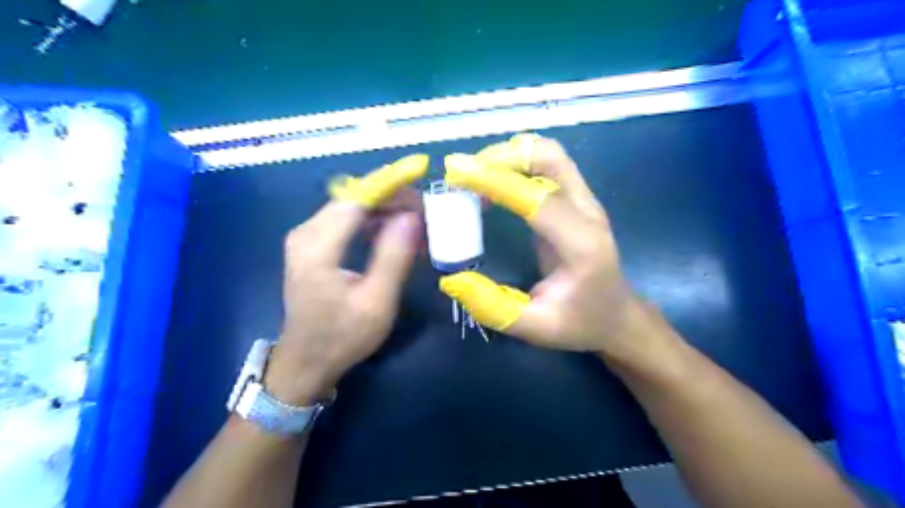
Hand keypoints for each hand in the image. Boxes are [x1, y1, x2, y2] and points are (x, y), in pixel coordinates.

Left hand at [266, 155, 427, 404]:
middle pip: (353, 198)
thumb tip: (412, 217)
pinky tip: (393, 232)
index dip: (389, 183)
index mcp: (317, 246)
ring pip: (351, 207)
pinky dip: (372, 220)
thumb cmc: (342, 337)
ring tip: (416, 221)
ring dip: (384, 208)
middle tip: (426, 211)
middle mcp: (306, 233)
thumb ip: (393, 257)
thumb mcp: (376, 302)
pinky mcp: (312, 245)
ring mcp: (306, 238)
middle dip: (392, 197)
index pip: (356, 199)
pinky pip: (346, 220)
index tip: (420, 173)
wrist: (306, 362)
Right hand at [439, 135, 643, 355]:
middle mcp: (588, 213)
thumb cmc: (581, 323)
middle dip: (502, 157)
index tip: (456, 174)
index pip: (537, 199)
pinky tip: (493, 185)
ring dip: (509, 156)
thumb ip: (493, 308)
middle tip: (463, 174)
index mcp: (582, 245)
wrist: (617, 315)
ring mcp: (585, 201)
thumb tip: (451, 280)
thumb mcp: (536, 328)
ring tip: (474, 176)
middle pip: (550, 158)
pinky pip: (547, 166)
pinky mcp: (576, 200)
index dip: (495, 181)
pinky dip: (517, 164)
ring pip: (549, 155)